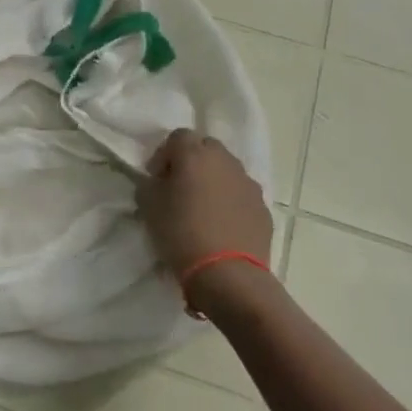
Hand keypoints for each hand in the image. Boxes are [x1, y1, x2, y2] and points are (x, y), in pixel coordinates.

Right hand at [137, 130, 272, 286]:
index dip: (164, 154)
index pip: (177, 136)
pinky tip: (221, 226)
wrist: (228, 274)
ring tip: (202, 209)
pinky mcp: (263, 208)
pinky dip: (230, 202)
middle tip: (179, 188)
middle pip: (206, 148)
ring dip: (213, 181)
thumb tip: (158, 181)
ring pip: (227, 171)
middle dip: (192, 162)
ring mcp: (248, 183)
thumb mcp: (148, 206)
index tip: (157, 178)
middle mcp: (225, 161)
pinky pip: (242, 195)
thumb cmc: (181, 234)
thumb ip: (149, 184)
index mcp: (195, 155)